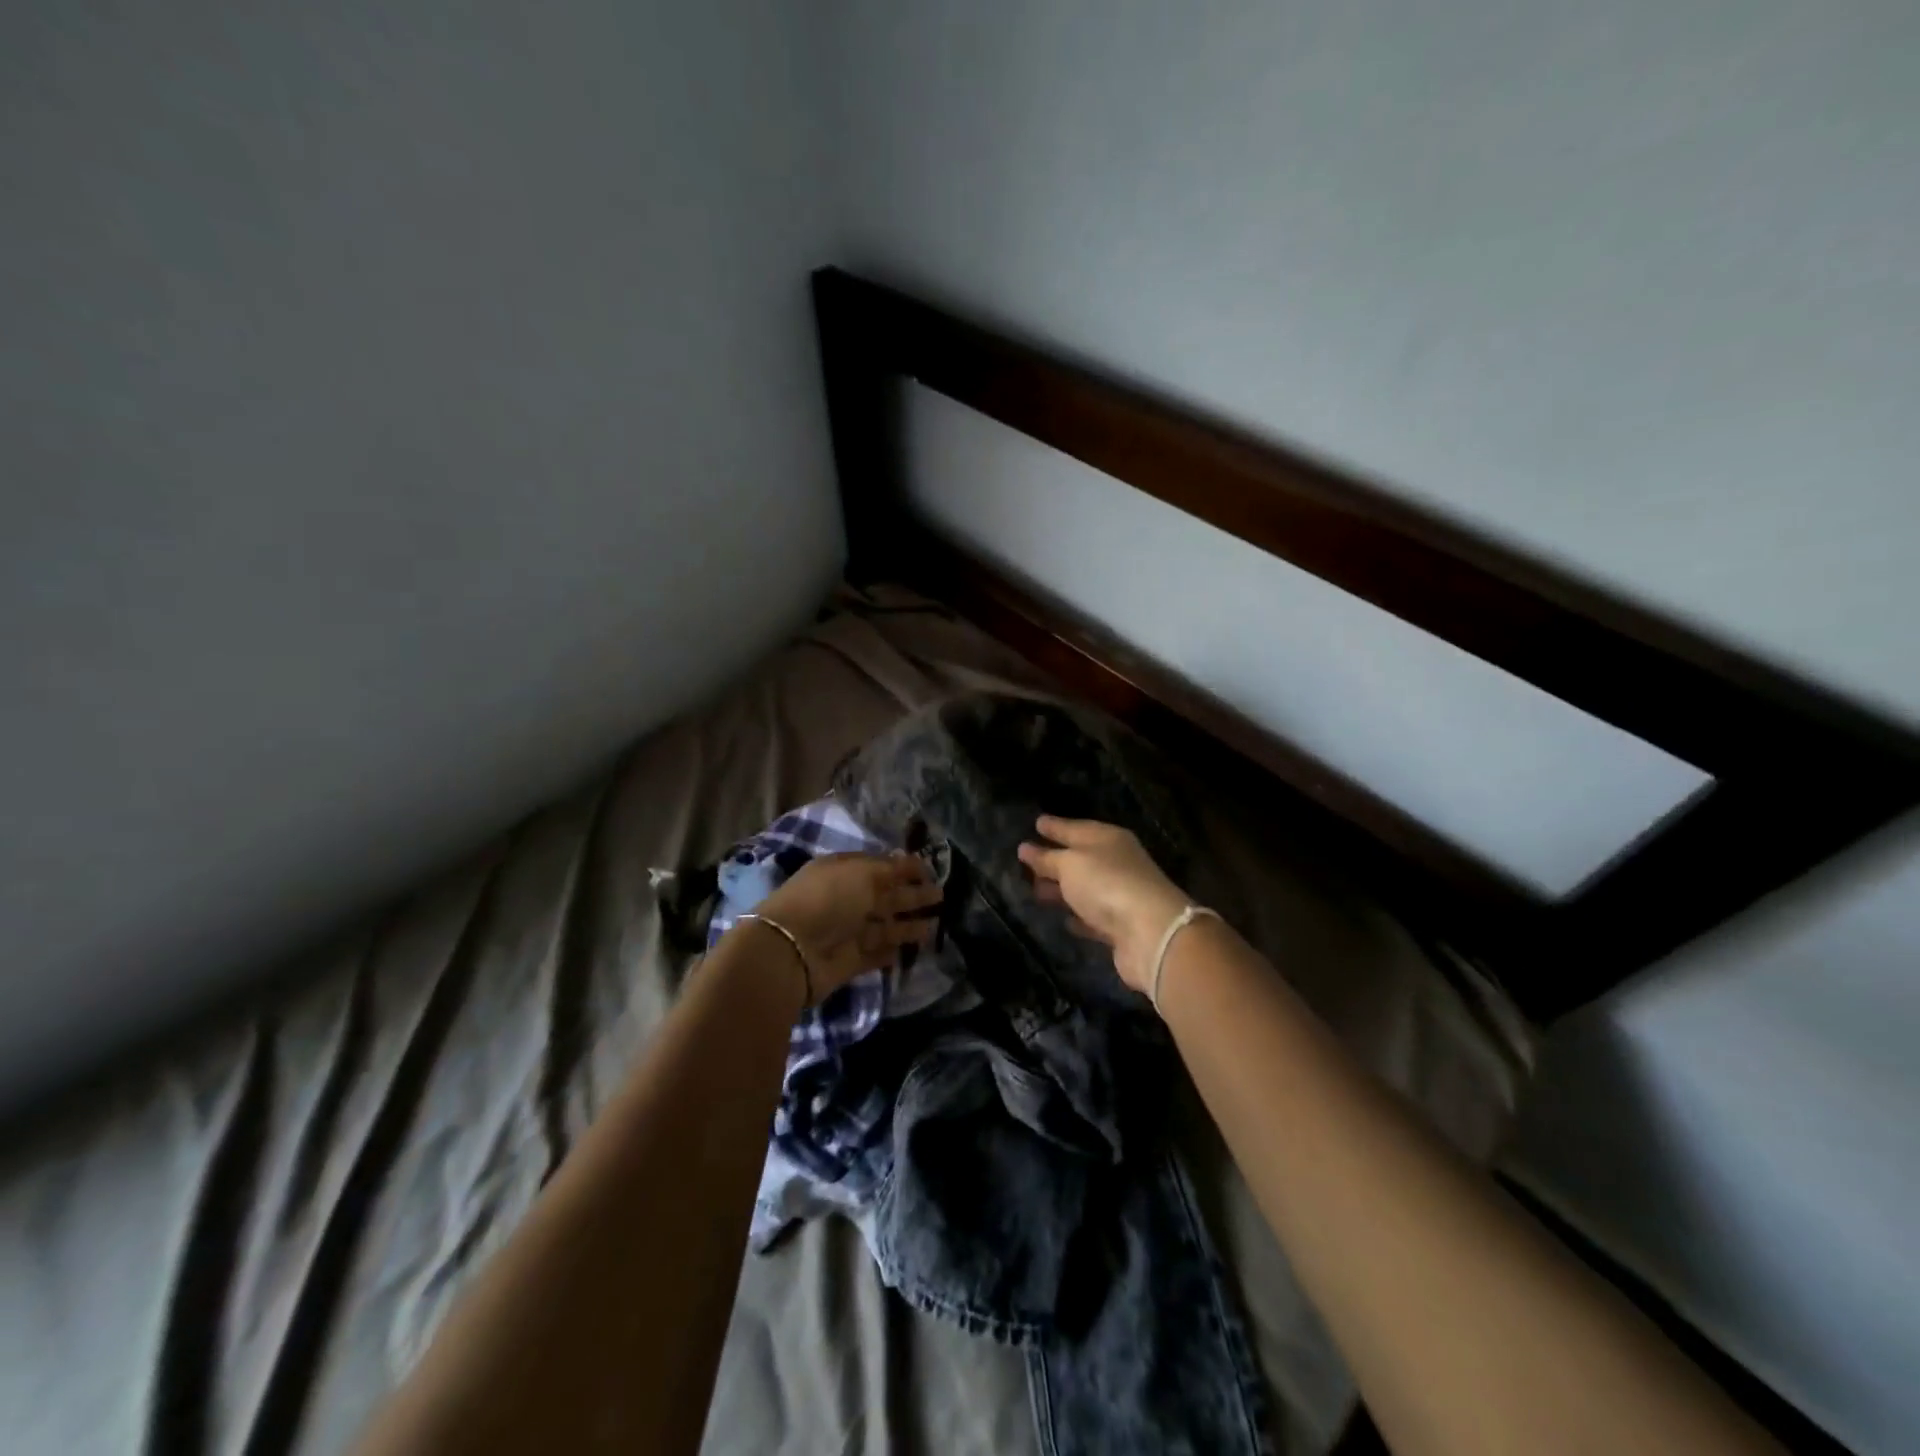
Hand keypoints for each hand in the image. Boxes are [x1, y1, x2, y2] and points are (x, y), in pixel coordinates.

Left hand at [753, 853, 940, 1001]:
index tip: (930, 870)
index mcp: (842, 871)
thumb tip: (909, 861)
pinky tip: (912, 950)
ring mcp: (845, 931)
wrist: (791, 951)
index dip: (904, 867)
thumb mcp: (861, 874)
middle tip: (941, 896)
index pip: (878, 865)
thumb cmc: (828, 900)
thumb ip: (889, 869)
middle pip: (884, 896)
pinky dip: (891, 951)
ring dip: (907, 925)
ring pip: (883, 925)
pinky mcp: (848, 961)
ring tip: (935, 925)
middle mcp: (844, 899)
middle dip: (912, 895)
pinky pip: (875, 954)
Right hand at [1018, 815, 1190, 994]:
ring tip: (1035, 891)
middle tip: (1026, 861)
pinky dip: (1079, 917)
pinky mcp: (1121, 927)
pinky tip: (1064, 920)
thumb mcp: (1070, 864)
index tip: (1036, 823)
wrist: (1150, 932)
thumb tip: (1026, 848)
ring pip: (1084, 888)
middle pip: (1080, 858)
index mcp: (1108, 838)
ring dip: (1062, 890)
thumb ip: (1047, 857)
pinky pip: (1093, 917)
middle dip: (1054, 859)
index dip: (1055, 826)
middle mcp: (1117, 863)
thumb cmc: (1106, 883)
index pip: (1075, 827)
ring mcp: (1121, 895)